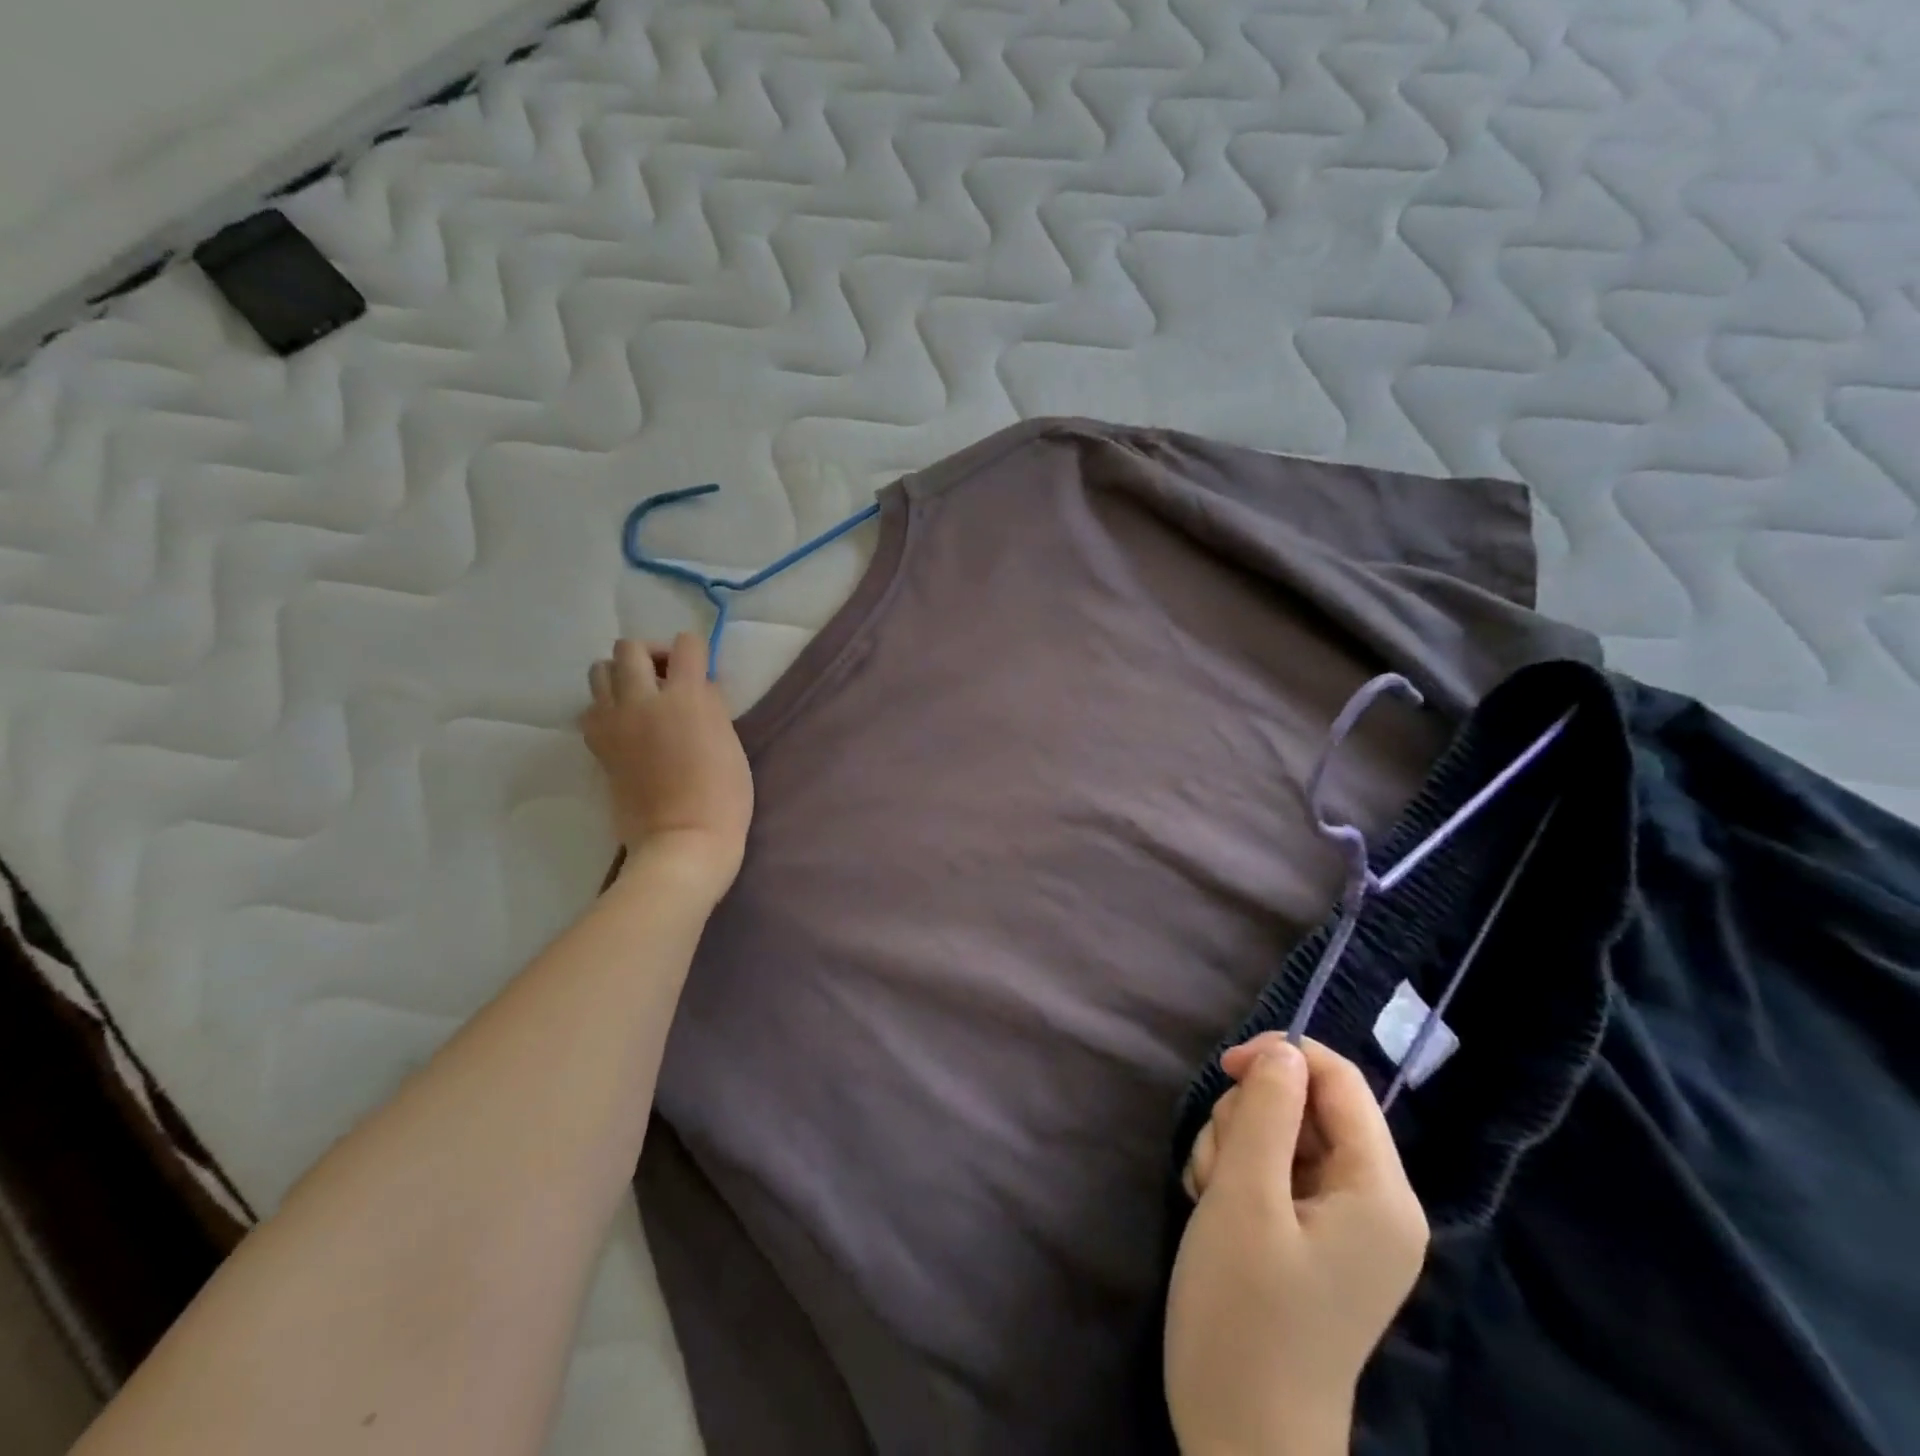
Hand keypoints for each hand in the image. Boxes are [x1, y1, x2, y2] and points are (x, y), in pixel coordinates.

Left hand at [582, 634, 753, 897]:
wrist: (682, 842)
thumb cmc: (724, 797)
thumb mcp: (730, 743)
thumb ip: (711, 706)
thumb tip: (699, 687)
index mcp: (687, 697)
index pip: (686, 644)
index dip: (695, 651)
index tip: (701, 672)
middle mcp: (643, 700)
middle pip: (629, 648)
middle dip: (650, 656)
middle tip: (666, 680)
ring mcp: (615, 723)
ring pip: (599, 671)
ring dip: (620, 677)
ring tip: (640, 700)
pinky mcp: (599, 746)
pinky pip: (591, 709)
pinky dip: (605, 708)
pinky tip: (625, 727)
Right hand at [1165, 1034, 1428, 1455]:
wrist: (1241, 1441)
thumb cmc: (1246, 1316)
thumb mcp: (1246, 1198)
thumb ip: (1268, 1112)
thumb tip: (1283, 1050)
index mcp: (1380, 1192)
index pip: (1341, 1081)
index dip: (1283, 1057)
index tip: (1227, 1070)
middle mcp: (1373, 1203)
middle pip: (1306, 1106)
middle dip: (1250, 1118)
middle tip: (1219, 1167)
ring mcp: (1341, 1225)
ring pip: (1280, 1135)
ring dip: (1233, 1148)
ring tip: (1212, 1198)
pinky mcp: (1310, 1240)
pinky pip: (1271, 1171)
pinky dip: (1235, 1176)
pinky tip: (1214, 1211)